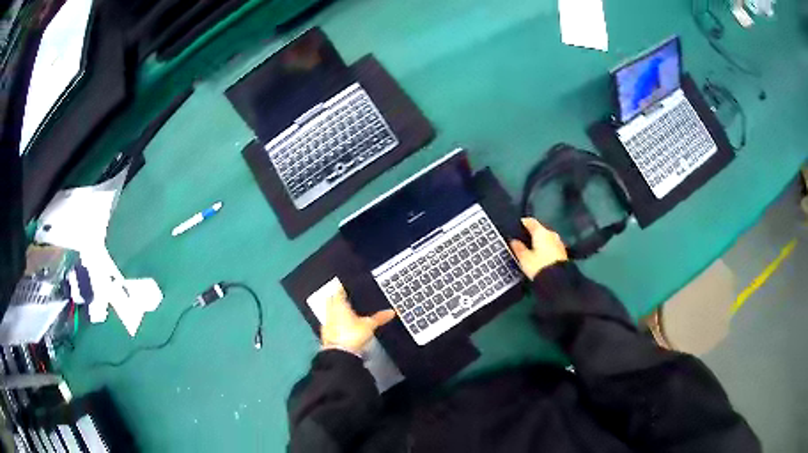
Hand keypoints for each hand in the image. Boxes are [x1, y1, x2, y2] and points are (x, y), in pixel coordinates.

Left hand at [320, 282, 395, 353]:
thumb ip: (379, 317)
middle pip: (331, 299)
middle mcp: (330, 311)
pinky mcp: (325, 333)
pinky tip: (340, 326)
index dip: (342, 287)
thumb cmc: (352, 335)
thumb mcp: (369, 325)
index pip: (338, 290)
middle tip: (343, 296)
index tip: (345, 286)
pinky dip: (334, 322)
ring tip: (344, 311)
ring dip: (334, 310)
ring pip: (329, 311)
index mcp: (339, 304)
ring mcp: (327, 322)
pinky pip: (329, 323)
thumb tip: (391, 312)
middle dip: (336, 297)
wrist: (339, 353)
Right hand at [509, 217, 567, 279]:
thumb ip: (518, 247)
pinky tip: (541, 257)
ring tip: (532, 250)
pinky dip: (546, 249)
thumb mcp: (524, 258)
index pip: (530, 221)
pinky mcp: (563, 252)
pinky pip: (552, 246)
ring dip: (540, 242)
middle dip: (532, 234)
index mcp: (541, 232)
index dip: (522, 223)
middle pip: (540, 230)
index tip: (517, 226)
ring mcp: (559, 243)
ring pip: (546, 238)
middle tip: (523, 241)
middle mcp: (551, 234)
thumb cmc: (539, 266)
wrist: (557, 280)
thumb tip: (514, 241)